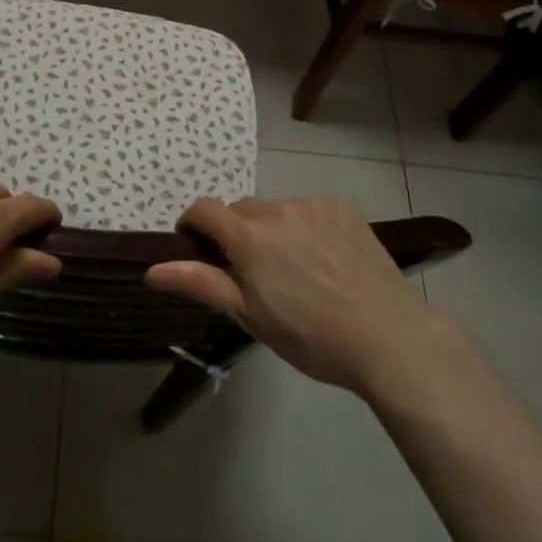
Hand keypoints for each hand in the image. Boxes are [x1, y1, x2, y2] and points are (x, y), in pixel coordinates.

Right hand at [147, 196, 436, 393]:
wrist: (388, 336)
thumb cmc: (311, 336)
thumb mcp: (250, 316)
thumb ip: (202, 283)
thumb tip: (153, 269)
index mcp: (249, 236)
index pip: (204, 209)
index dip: (192, 224)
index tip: (195, 247)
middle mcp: (277, 209)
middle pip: (241, 211)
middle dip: (236, 234)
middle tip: (251, 273)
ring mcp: (313, 205)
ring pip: (277, 210)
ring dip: (273, 230)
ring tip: (294, 270)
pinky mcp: (343, 208)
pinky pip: (309, 210)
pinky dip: (305, 228)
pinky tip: (325, 260)